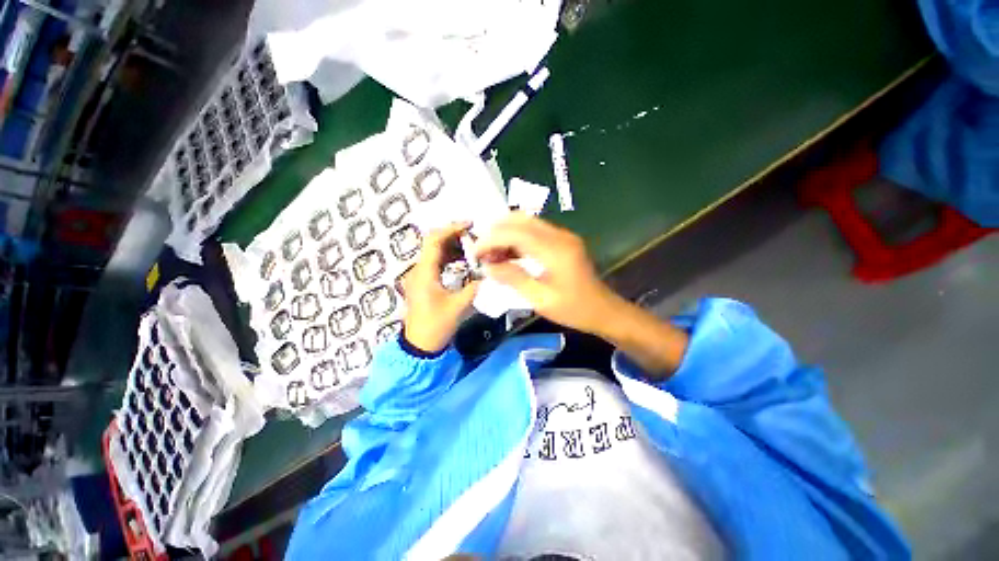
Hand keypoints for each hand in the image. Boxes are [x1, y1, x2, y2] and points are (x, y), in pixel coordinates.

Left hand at [401, 223, 479, 353]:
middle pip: (434, 243)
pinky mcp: (423, 282)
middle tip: (475, 238)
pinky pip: (436, 263)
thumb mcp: (458, 306)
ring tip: (473, 249)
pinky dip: (449, 259)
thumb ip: (474, 287)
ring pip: (435, 253)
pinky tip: (463, 262)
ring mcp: (419, 276)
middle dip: (454, 237)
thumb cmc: (436, 326)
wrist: (419, 346)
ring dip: (453, 248)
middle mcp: (418, 270)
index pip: (434, 240)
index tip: (469, 225)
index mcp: (424, 273)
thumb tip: (487, 273)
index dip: (450, 229)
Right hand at [475, 214, 687, 376]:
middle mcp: (559, 236)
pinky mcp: (563, 241)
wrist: (603, 310)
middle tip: (481, 251)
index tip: (474, 252)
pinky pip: (534, 231)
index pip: (515, 232)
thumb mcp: (540, 299)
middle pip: (520, 220)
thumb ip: (513, 279)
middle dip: (496, 231)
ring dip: (505, 233)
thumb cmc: (573, 309)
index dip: (491, 239)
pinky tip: (508, 253)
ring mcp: (563, 236)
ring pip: (526, 222)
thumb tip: (487, 265)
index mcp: (554, 250)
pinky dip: (517, 238)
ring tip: (491, 253)